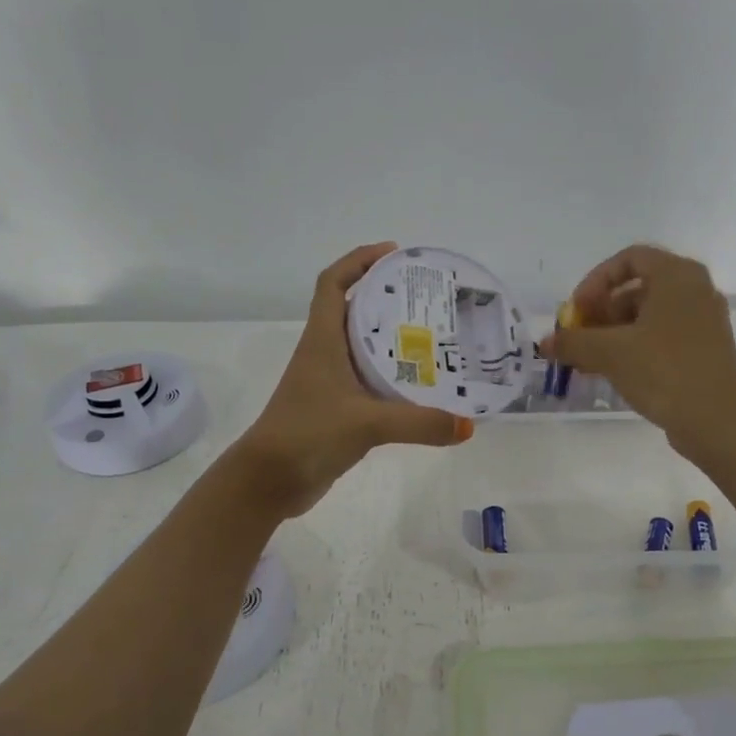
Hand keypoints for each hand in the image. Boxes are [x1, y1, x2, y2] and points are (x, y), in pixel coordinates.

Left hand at [232, 243, 471, 517]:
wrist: (269, 481)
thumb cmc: (308, 434)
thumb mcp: (367, 423)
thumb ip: (419, 423)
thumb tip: (467, 426)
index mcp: (322, 340)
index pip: (333, 283)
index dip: (358, 260)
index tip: (393, 254)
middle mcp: (324, 353)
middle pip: (354, 310)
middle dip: (388, 298)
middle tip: (430, 299)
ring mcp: (329, 382)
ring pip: (363, 347)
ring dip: (392, 338)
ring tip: (435, 336)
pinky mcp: (337, 408)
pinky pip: (369, 380)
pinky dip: (392, 375)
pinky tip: (421, 384)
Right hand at [540, 244, 735, 457]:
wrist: (717, 420)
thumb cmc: (663, 371)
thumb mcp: (610, 353)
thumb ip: (573, 342)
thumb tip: (546, 343)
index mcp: (677, 276)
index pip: (628, 259)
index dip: (595, 281)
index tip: (577, 311)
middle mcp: (695, 290)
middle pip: (638, 287)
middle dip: (601, 310)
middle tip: (579, 337)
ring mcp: (704, 320)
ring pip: (649, 314)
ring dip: (614, 331)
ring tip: (589, 360)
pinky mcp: (705, 348)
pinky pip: (662, 334)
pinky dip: (635, 345)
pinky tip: (613, 371)